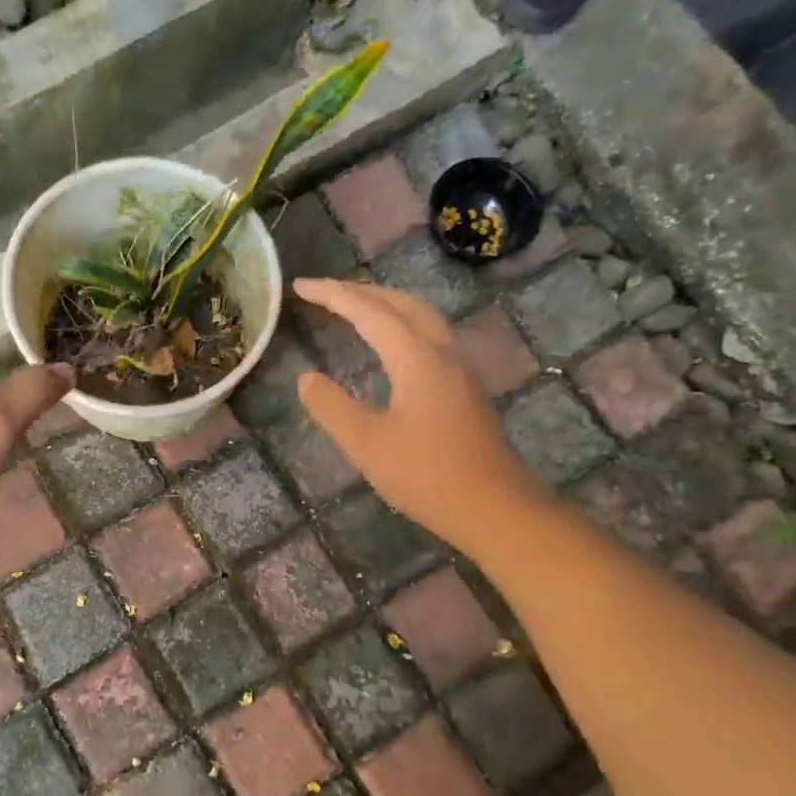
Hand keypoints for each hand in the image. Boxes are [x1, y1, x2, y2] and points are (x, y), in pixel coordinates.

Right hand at [294, 278, 543, 541]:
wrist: (494, 509)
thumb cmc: (425, 475)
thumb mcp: (365, 443)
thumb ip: (331, 407)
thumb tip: (306, 378)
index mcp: (416, 358)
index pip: (369, 312)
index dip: (332, 296)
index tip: (300, 287)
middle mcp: (441, 353)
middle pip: (401, 304)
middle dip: (362, 291)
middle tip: (326, 292)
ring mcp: (458, 371)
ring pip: (421, 318)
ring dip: (385, 305)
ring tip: (356, 308)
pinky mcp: (464, 390)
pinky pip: (429, 338)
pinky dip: (401, 326)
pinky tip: (390, 348)